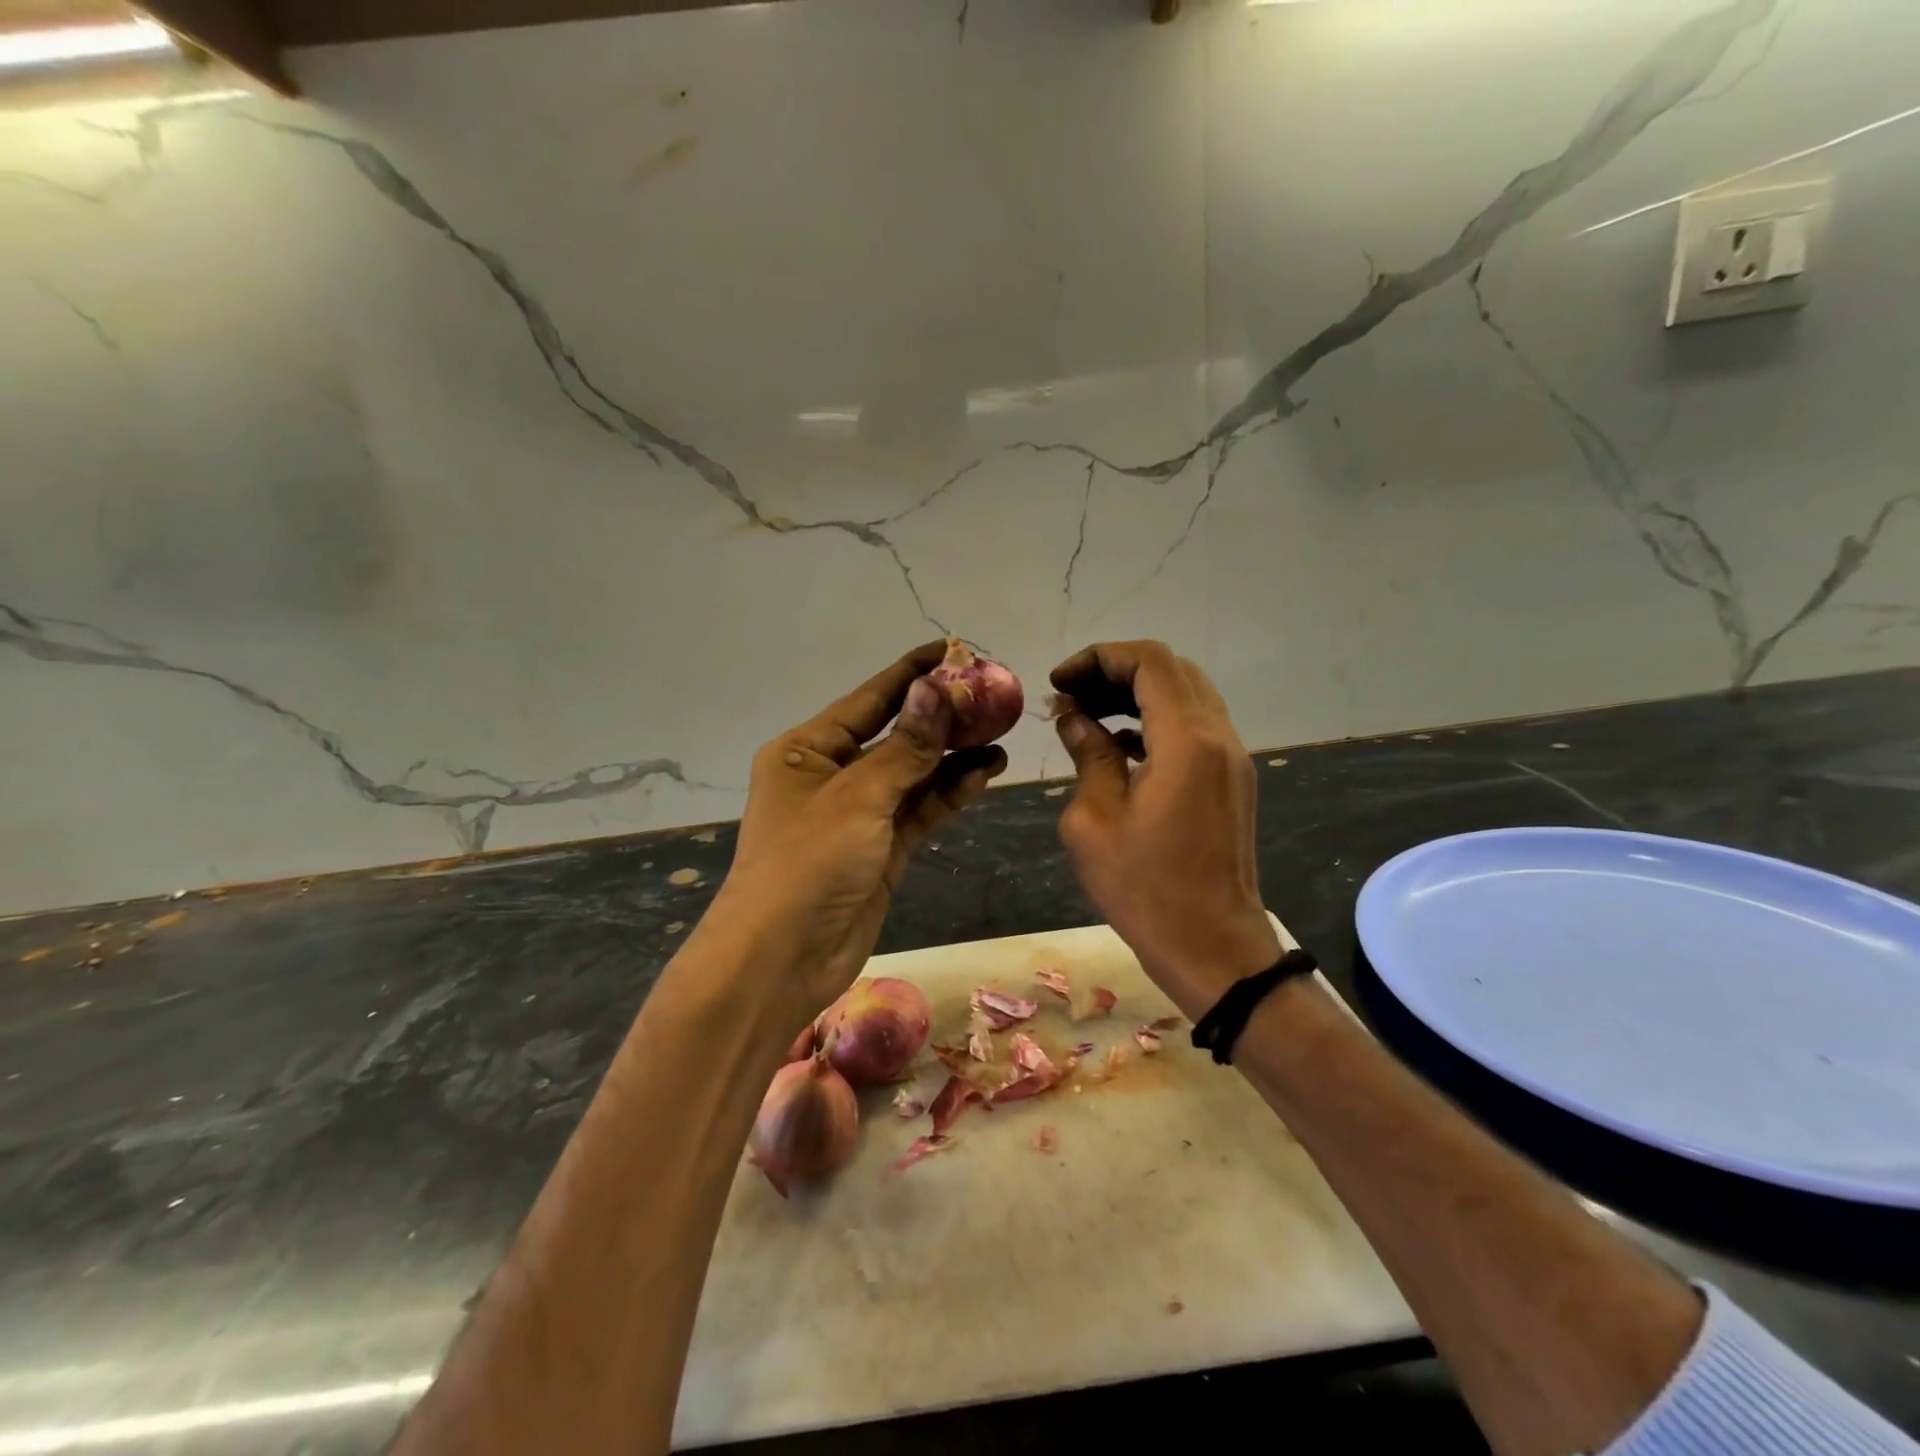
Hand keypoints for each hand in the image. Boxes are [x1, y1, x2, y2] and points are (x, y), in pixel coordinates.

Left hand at [714, 641, 1007, 1033]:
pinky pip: (920, 811)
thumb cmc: (808, 863)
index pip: (868, 700)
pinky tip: (985, 773)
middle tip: (991, 697)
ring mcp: (858, 816)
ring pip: (913, 775)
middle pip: (895, 736)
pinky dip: (950, 793)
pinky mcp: (881, 850)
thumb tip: (937, 688)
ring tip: (999, 735)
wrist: (781, 960)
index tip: (953, 650)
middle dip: (941, 717)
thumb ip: (906, 747)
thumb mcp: (858, 797)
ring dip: (953, 756)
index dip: (911, 674)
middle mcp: (831, 777)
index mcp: (807, 751)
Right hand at [1050, 641, 1279, 1017]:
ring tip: (1088, 716)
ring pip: (1186, 695)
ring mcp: (1231, 759)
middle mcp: (1218, 737)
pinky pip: (1195, 727)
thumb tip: (1074, 717)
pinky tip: (1119, 746)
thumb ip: (1087, 755)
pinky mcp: (1231, 781)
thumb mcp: (1094, 820)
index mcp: (1187, 740)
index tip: (1059, 682)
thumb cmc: (1145, 889)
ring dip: (1136, 694)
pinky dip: (1156, 720)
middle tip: (1071, 697)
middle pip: (1171, 670)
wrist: (1213, 948)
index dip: (1098, 658)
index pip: (1149, 661)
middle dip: (1115, 671)